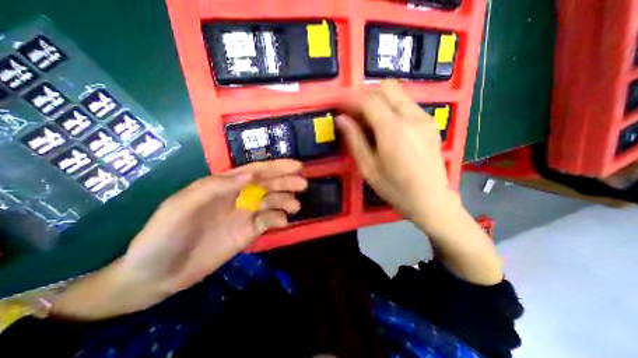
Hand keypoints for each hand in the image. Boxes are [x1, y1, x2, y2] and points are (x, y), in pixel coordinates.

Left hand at [52, 161, 305, 320]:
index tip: (297, 166)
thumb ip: (216, 186)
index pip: (255, 171)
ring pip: (272, 202)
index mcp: (224, 185)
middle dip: (286, 182)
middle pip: (268, 185)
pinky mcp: (248, 232)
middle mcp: (239, 196)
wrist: (157, 274)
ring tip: (295, 206)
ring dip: (285, 201)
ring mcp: (245, 214)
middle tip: (303, 185)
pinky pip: (268, 221)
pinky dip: (278, 219)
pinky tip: (283, 222)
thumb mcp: (183, 205)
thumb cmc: (164, 234)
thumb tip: (251, 174)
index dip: (276, 167)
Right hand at [336, 80, 456, 227]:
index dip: (351, 98)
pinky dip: (392, 105)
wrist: (431, 199)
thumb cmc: (395, 188)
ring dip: (379, 99)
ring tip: (368, 118)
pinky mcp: (430, 122)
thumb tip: (341, 119)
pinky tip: (386, 124)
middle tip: (354, 112)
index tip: (340, 104)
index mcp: (392, 130)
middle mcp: (410, 116)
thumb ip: (354, 140)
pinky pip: (407, 102)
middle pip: (385, 88)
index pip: (368, 100)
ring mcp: (423, 117)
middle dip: (365, 94)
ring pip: (398, 92)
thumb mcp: (368, 168)